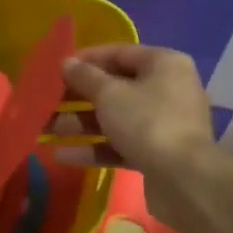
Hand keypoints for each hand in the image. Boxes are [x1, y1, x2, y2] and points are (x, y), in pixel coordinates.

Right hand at [55, 46, 215, 224]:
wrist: (185, 180)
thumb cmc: (147, 122)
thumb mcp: (109, 94)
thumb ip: (85, 76)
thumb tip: (67, 63)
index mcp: (164, 64)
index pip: (119, 53)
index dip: (86, 59)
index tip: (57, 69)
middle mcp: (168, 89)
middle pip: (116, 87)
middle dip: (78, 97)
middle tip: (47, 101)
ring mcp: (164, 123)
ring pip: (116, 117)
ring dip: (81, 123)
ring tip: (47, 129)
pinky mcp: (158, 154)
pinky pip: (122, 144)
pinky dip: (96, 147)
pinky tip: (63, 155)